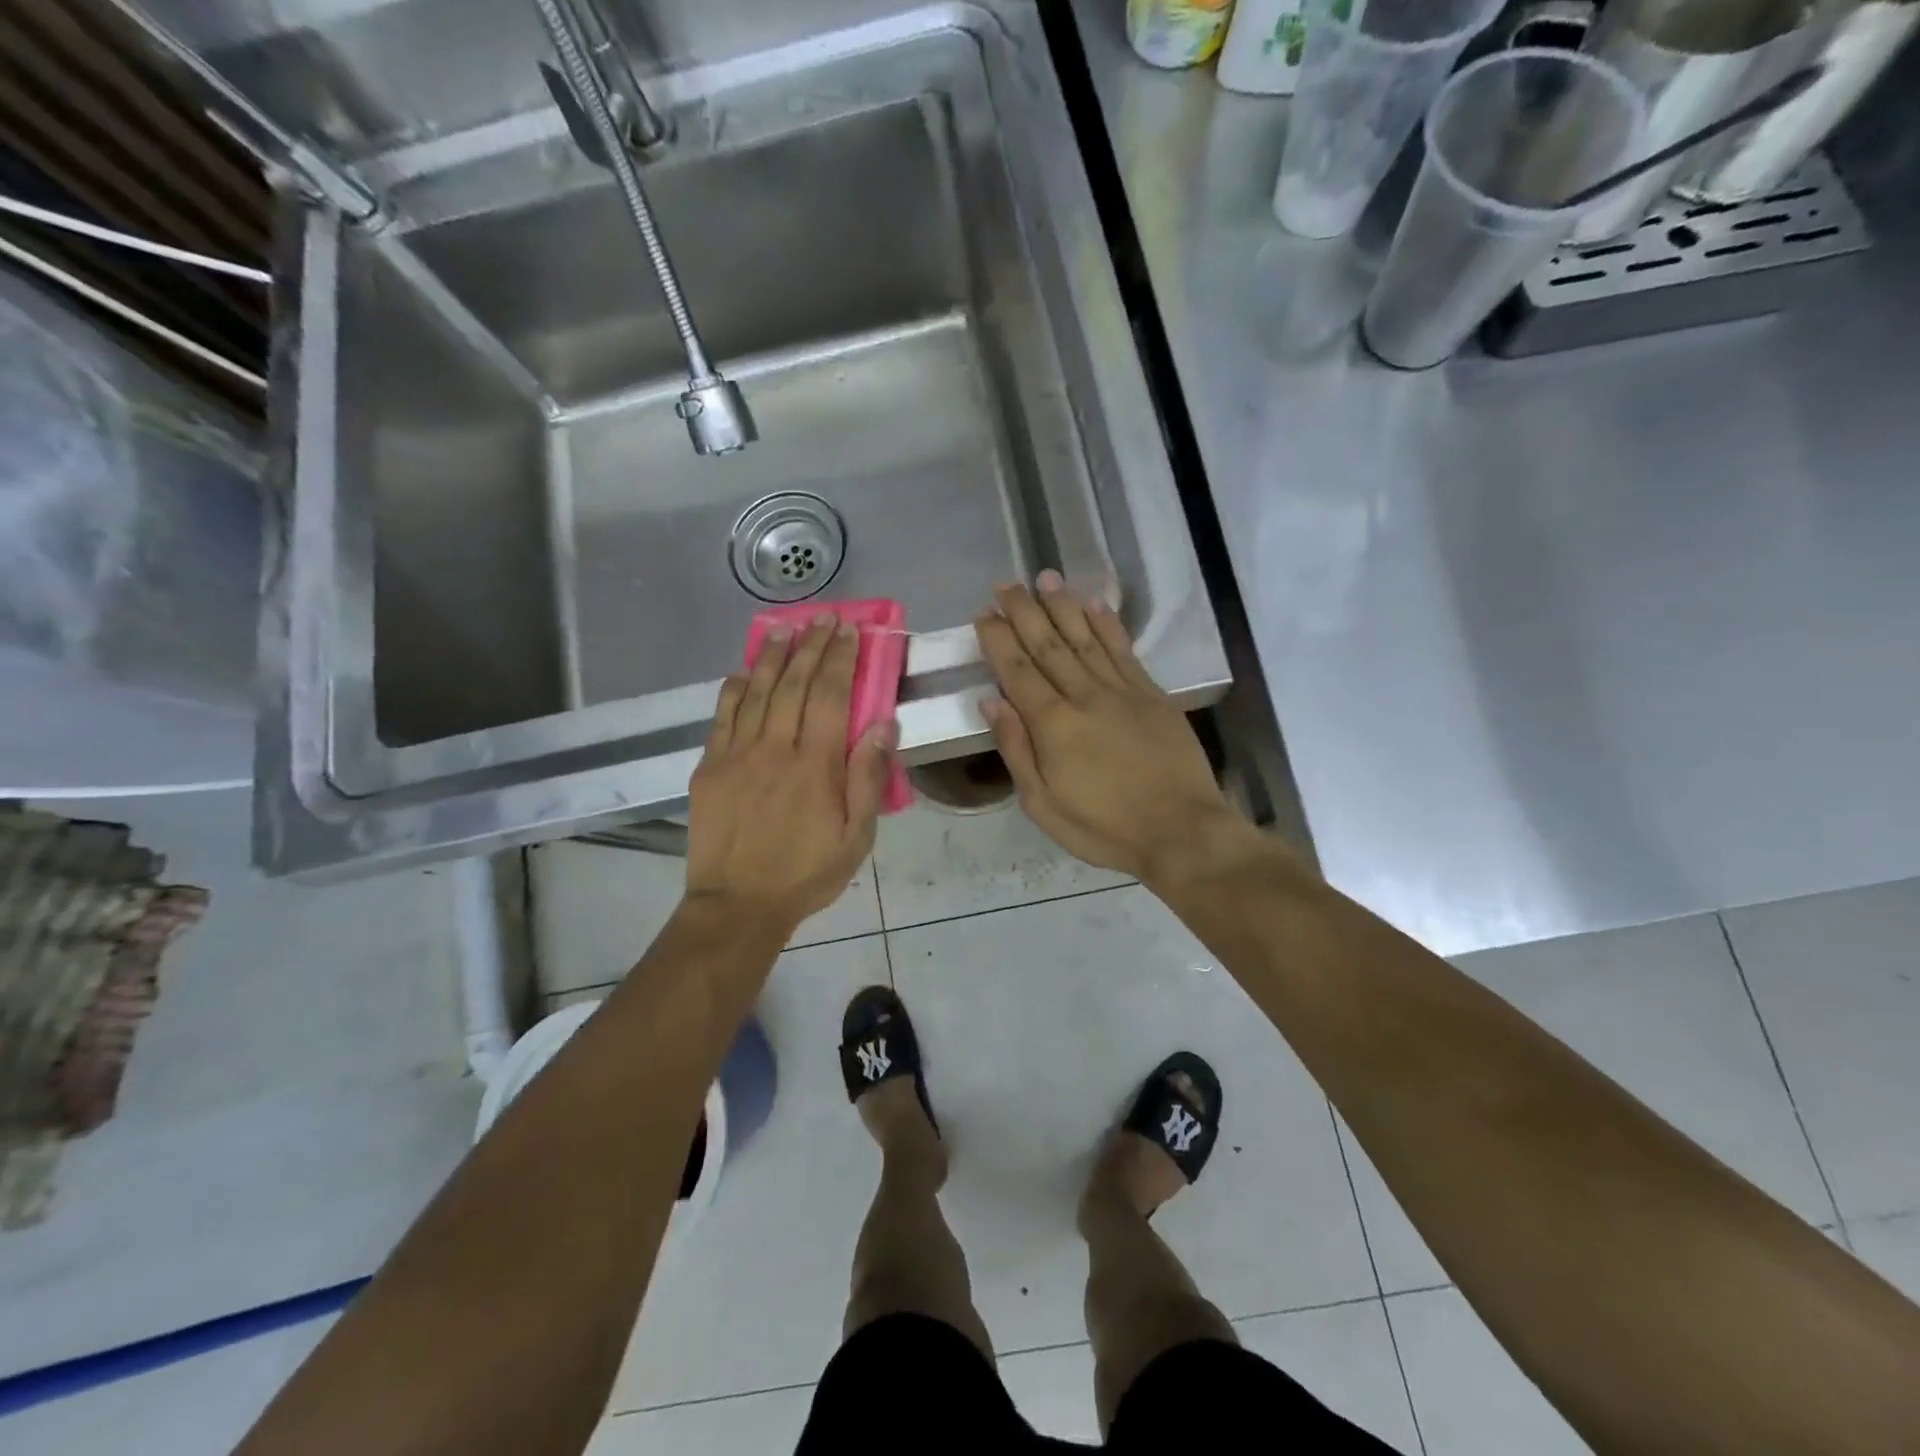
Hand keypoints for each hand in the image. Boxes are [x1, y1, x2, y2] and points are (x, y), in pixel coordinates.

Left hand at [686, 618, 895, 931]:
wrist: (737, 905)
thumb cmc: (806, 873)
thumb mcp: (856, 837)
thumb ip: (868, 779)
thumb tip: (882, 725)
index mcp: (815, 766)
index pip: (830, 696)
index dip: (840, 658)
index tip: (849, 630)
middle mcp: (775, 749)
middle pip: (793, 684)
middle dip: (811, 646)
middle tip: (823, 618)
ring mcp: (736, 755)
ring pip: (755, 692)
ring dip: (772, 657)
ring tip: (786, 630)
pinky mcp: (709, 767)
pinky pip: (722, 717)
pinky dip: (733, 689)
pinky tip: (743, 672)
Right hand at [975, 573, 1247, 885]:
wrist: (1182, 831)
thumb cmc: (1105, 828)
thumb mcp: (1043, 806)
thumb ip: (1017, 750)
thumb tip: (991, 702)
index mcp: (1053, 725)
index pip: (1017, 670)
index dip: (999, 639)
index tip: (985, 613)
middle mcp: (1084, 695)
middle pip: (1048, 644)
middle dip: (1024, 611)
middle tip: (1006, 585)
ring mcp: (1122, 691)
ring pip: (1085, 638)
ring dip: (1063, 606)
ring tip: (1045, 578)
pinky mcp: (1152, 694)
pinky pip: (1124, 650)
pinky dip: (1108, 624)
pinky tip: (1095, 604)